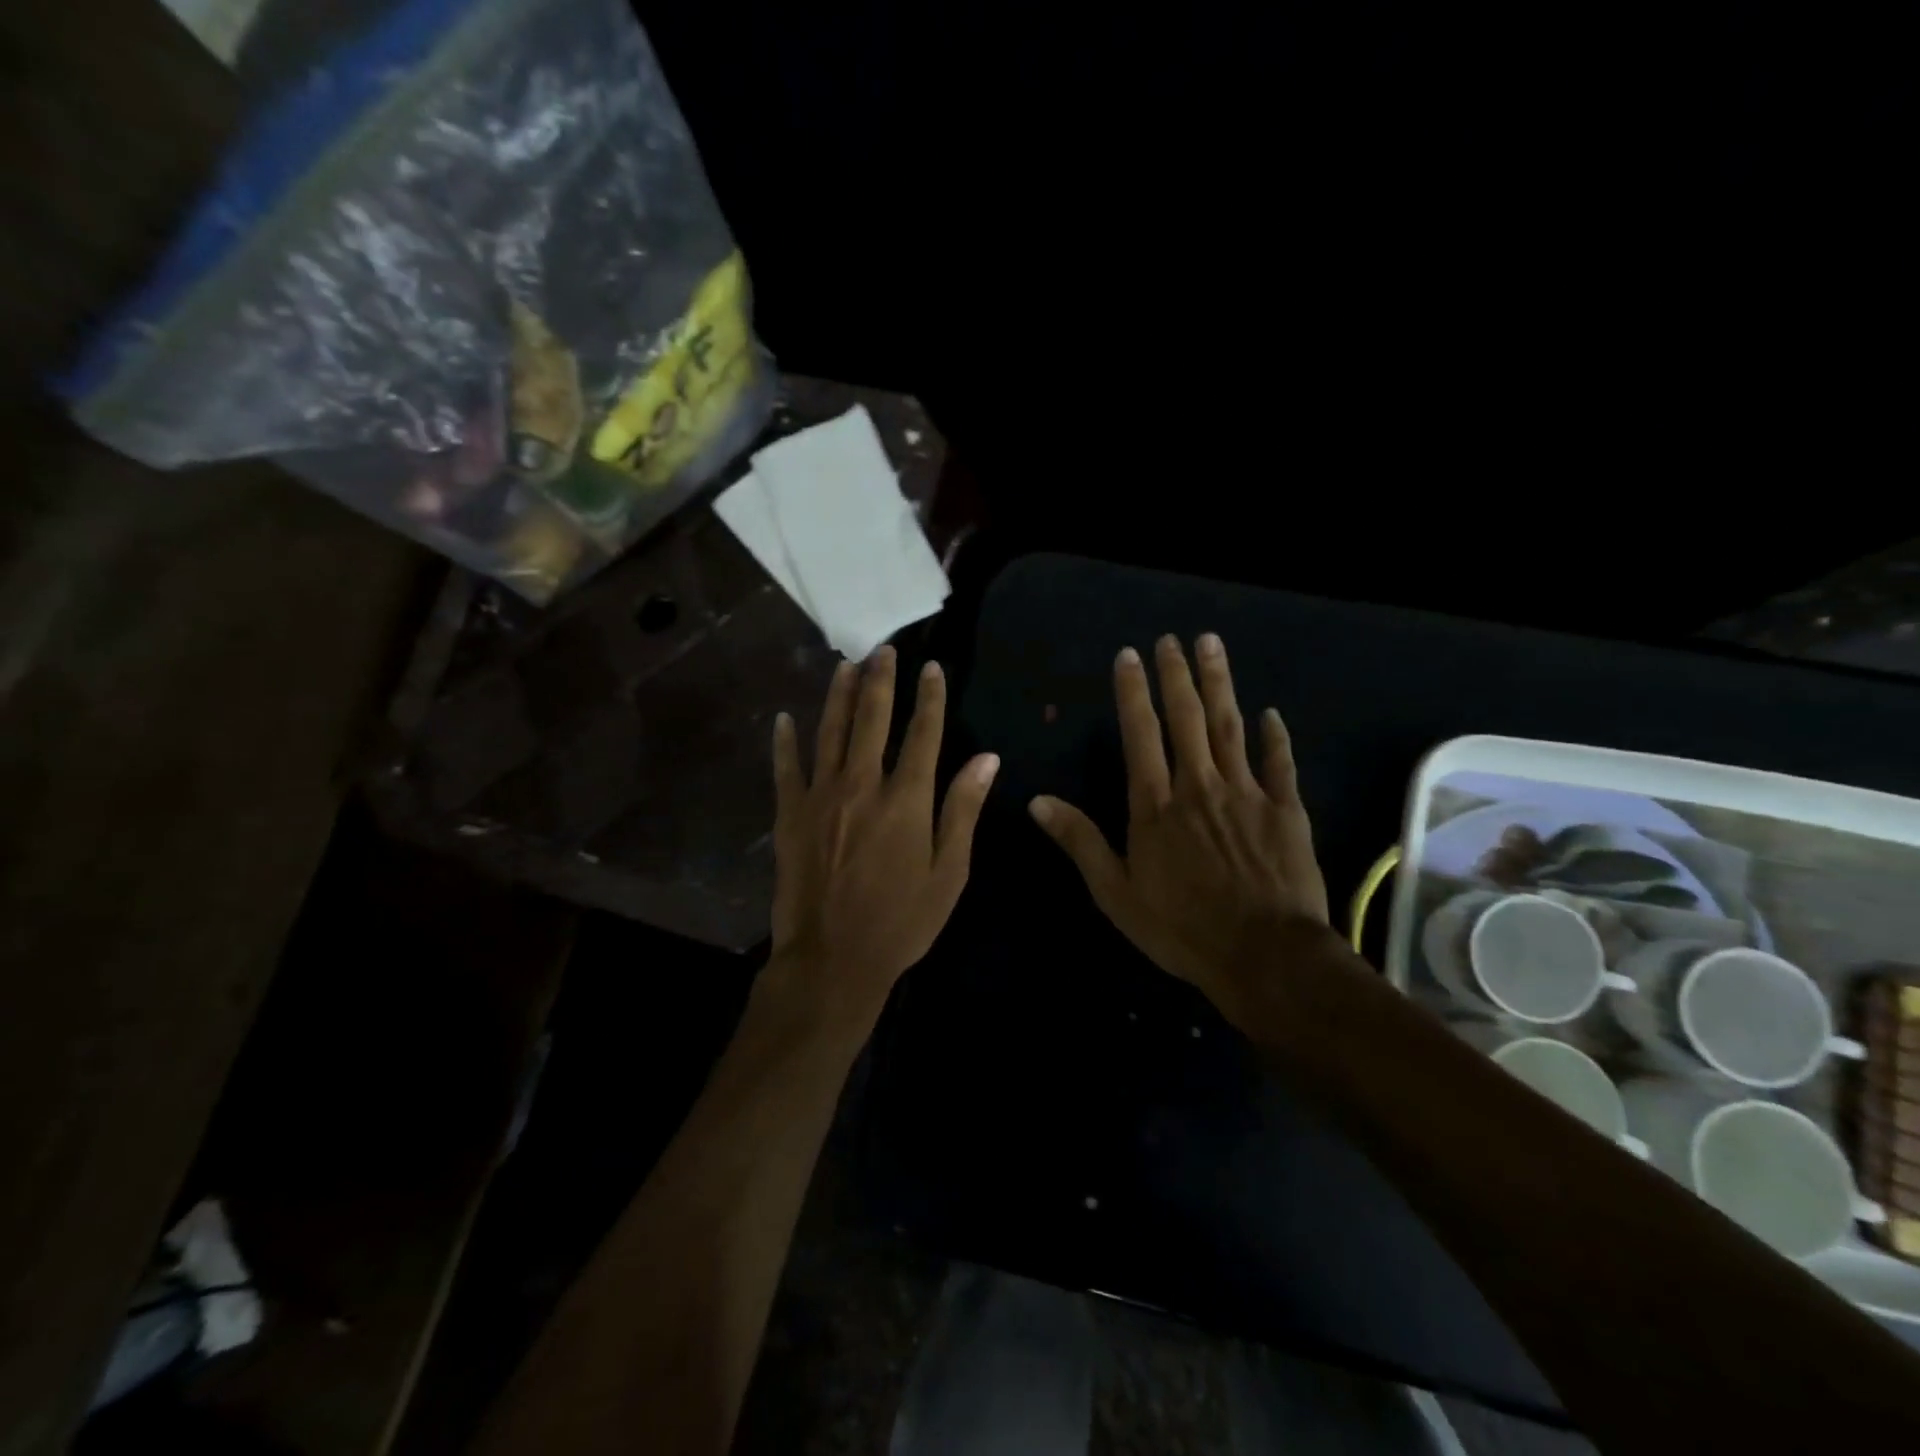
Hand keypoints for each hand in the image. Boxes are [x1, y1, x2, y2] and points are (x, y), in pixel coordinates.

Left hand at [767, 647, 999, 1031]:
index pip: (923, 734)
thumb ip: (963, 810)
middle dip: (881, 680)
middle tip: (884, 650)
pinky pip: (786, 768)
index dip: (930, 698)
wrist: (833, 960)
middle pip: (872, 719)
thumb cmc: (901, 921)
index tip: (932, 669)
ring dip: (838, 695)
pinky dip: (784, 742)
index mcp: (906, 799)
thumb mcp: (949, 873)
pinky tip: (783, 718)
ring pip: (830, 732)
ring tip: (845, 665)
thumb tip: (987, 758)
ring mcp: (821, 797)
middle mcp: (862, 785)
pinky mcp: (790, 815)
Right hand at [1028, 633, 1329, 1021]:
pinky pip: (1279, 764)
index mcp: (1156, 805)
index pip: (1140, 734)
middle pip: (1187, 718)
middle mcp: (1198, 786)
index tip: (1128, 656)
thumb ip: (1080, 841)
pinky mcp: (1285, 810)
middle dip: (1176, 675)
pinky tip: (1271, 713)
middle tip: (1172, 638)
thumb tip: (1037, 801)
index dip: (1133, 692)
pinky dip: (1275, 737)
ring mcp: (1245, 794)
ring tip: (1211, 645)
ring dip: (1219, 683)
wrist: (1264, 955)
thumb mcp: (1116, 893)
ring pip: (1230, 727)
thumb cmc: (1181, 928)